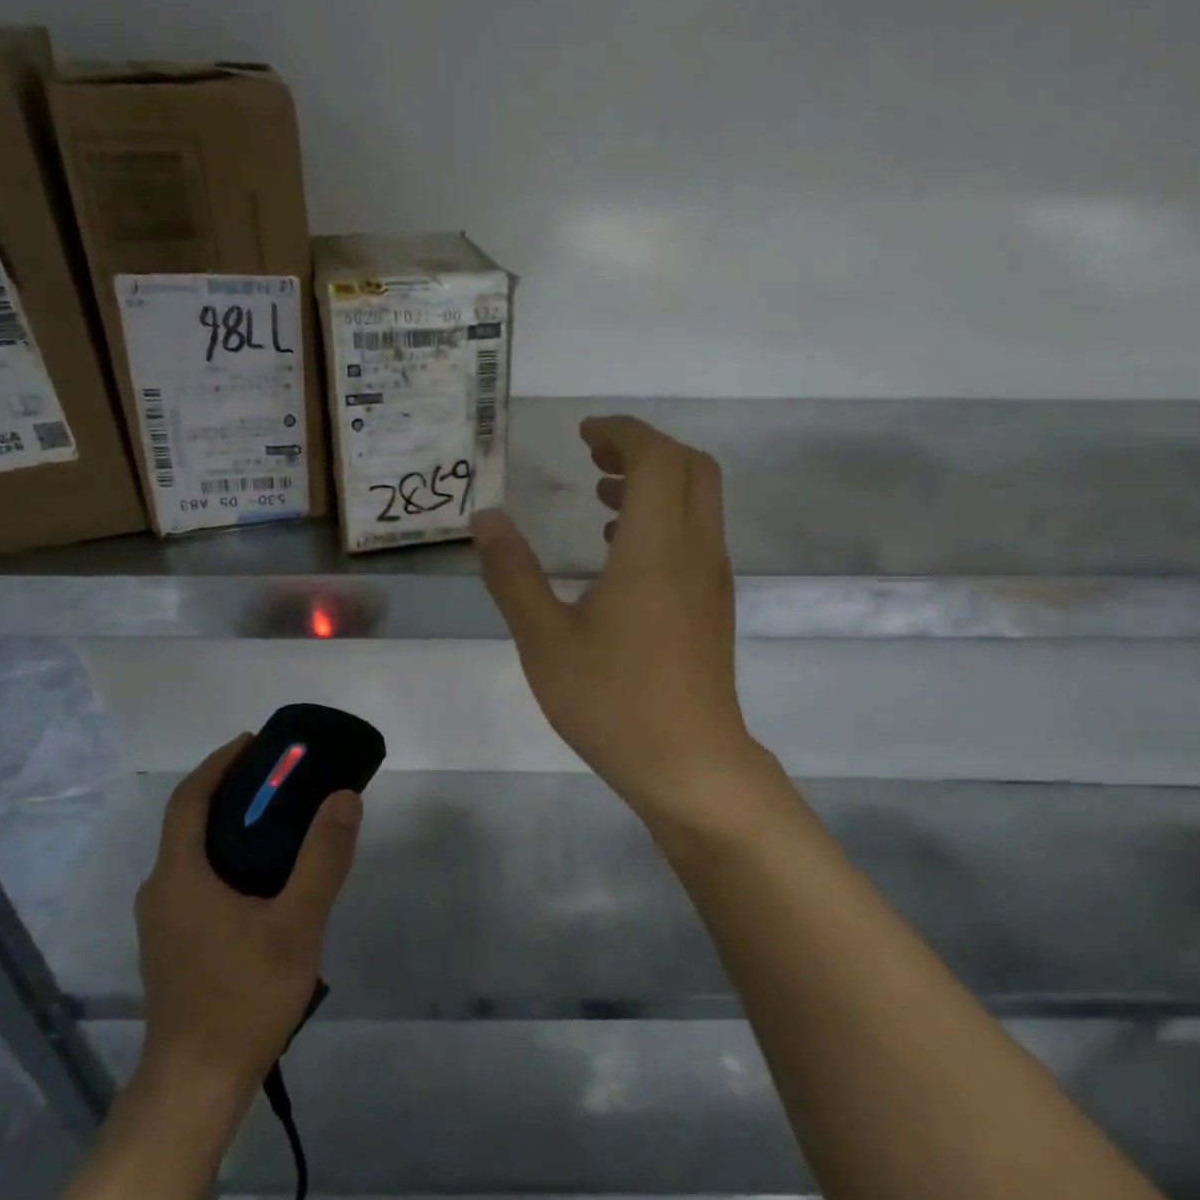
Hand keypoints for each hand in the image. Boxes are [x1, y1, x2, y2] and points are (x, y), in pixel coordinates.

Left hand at [134, 734, 361, 1089]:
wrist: (195, 1087)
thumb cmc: (243, 997)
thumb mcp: (296, 924)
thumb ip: (322, 858)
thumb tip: (343, 797)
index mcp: (180, 875)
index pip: (191, 797)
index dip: (220, 763)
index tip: (255, 742)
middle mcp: (161, 890)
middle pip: (189, 822)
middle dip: (229, 791)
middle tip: (279, 779)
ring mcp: (162, 923)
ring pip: (193, 854)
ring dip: (228, 827)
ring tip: (278, 822)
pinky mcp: (172, 947)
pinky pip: (196, 882)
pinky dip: (226, 860)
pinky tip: (263, 881)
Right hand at [472, 415, 757, 831]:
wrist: (691, 766)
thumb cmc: (613, 701)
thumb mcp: (545, 639)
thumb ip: (513, 574)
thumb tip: (487, 519)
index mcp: (655, 548)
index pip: (656, 458)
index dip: (622, 432)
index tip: (583, 433)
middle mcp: (695, 551)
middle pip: (691, 467)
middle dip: (644, 448)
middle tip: (594, 455)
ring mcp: (711, 580)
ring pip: (699, 501)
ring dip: (656, 482)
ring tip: (602, 494)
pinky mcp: (713, 607)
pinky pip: (696, 535)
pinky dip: (664, 517)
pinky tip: (620, 552)